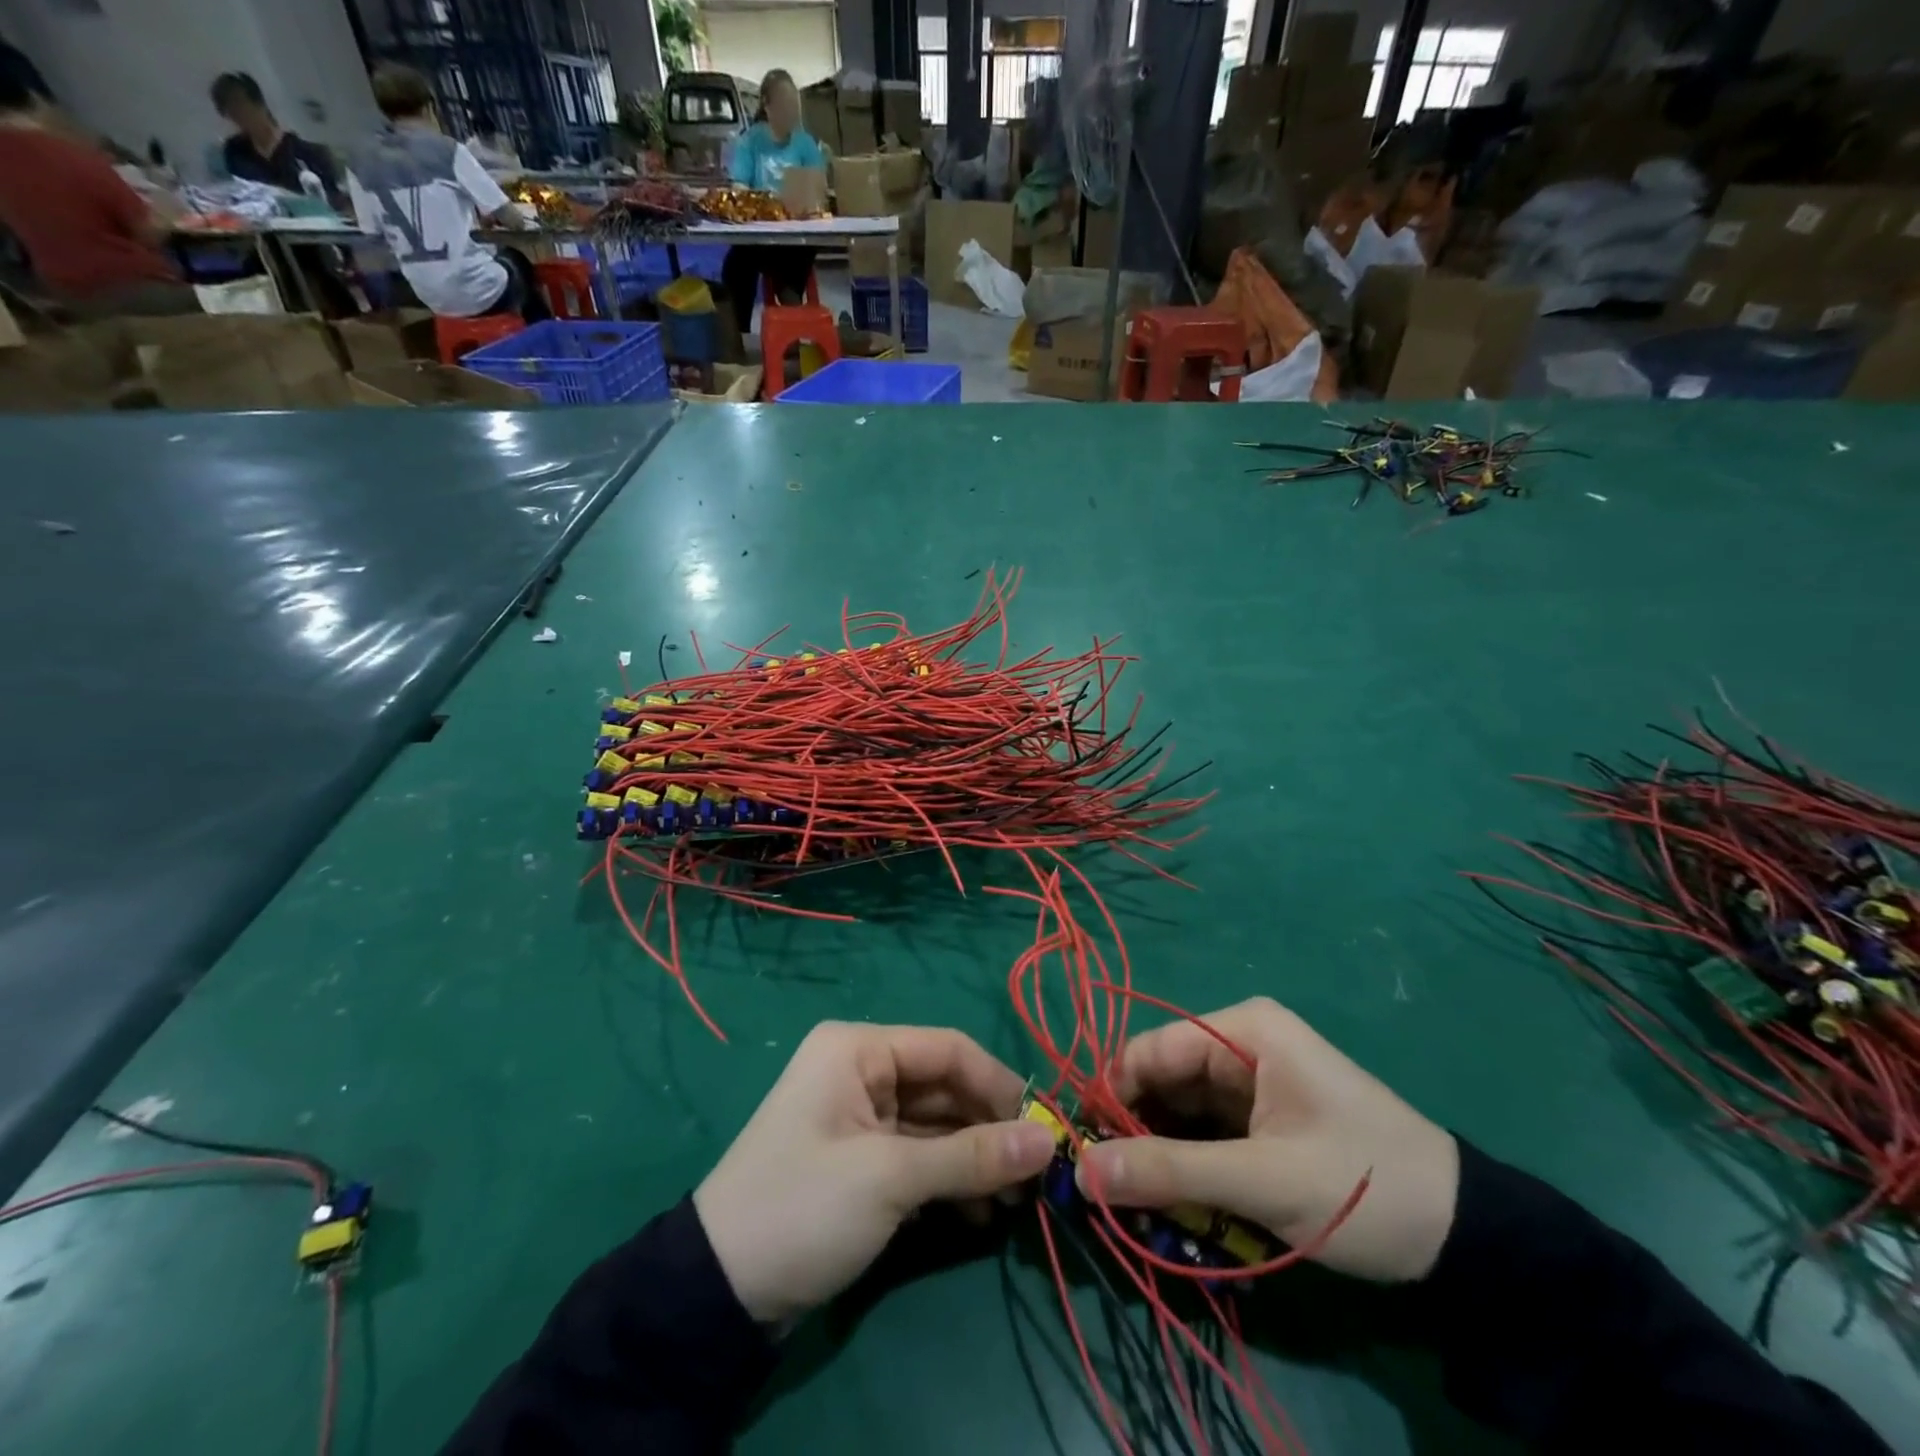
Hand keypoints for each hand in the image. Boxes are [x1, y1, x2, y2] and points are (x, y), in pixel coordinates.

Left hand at [693, 1022, 1057, 1322]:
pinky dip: (951, 1179)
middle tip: (1036, 1175)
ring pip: (937, 1125)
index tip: (1045, 1127)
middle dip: (990, 1128)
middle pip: (945, 1087)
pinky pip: (920, 1155)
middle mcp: (862, 1071)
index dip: (1000, 1085)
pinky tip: (984, 1213)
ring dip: (976, 1159)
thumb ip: (972, 1156)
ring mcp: (861, 1117)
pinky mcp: (862, 1159)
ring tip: (1018, 1201)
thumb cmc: (805, 1205)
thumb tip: (1048, 1141)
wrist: (719, 1290)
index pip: (948, 1049)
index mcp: (859, 1049)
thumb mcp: (891, 1178)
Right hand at [1077, 998, 1459, 1282]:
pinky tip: (1172, 1203)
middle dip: (1133, 1132)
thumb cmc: (1362, 1185)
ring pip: (1179, 1110)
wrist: (1465, 1237)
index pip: (1150, 1050)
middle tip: (1105, 1189)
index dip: (1111, 1096)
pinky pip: (1205, 1133)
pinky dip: (1187, 1166)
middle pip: (1161, 1080)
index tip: (1082, 1153)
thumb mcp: (1262, 1180)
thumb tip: (1080, 1172)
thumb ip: (1168, 1171)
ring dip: (1158, 1154)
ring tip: (1135, 1204)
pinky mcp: (1261, 1120)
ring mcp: (1251, 1083)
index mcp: (1241, 1030)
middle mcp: (1239, 1045)